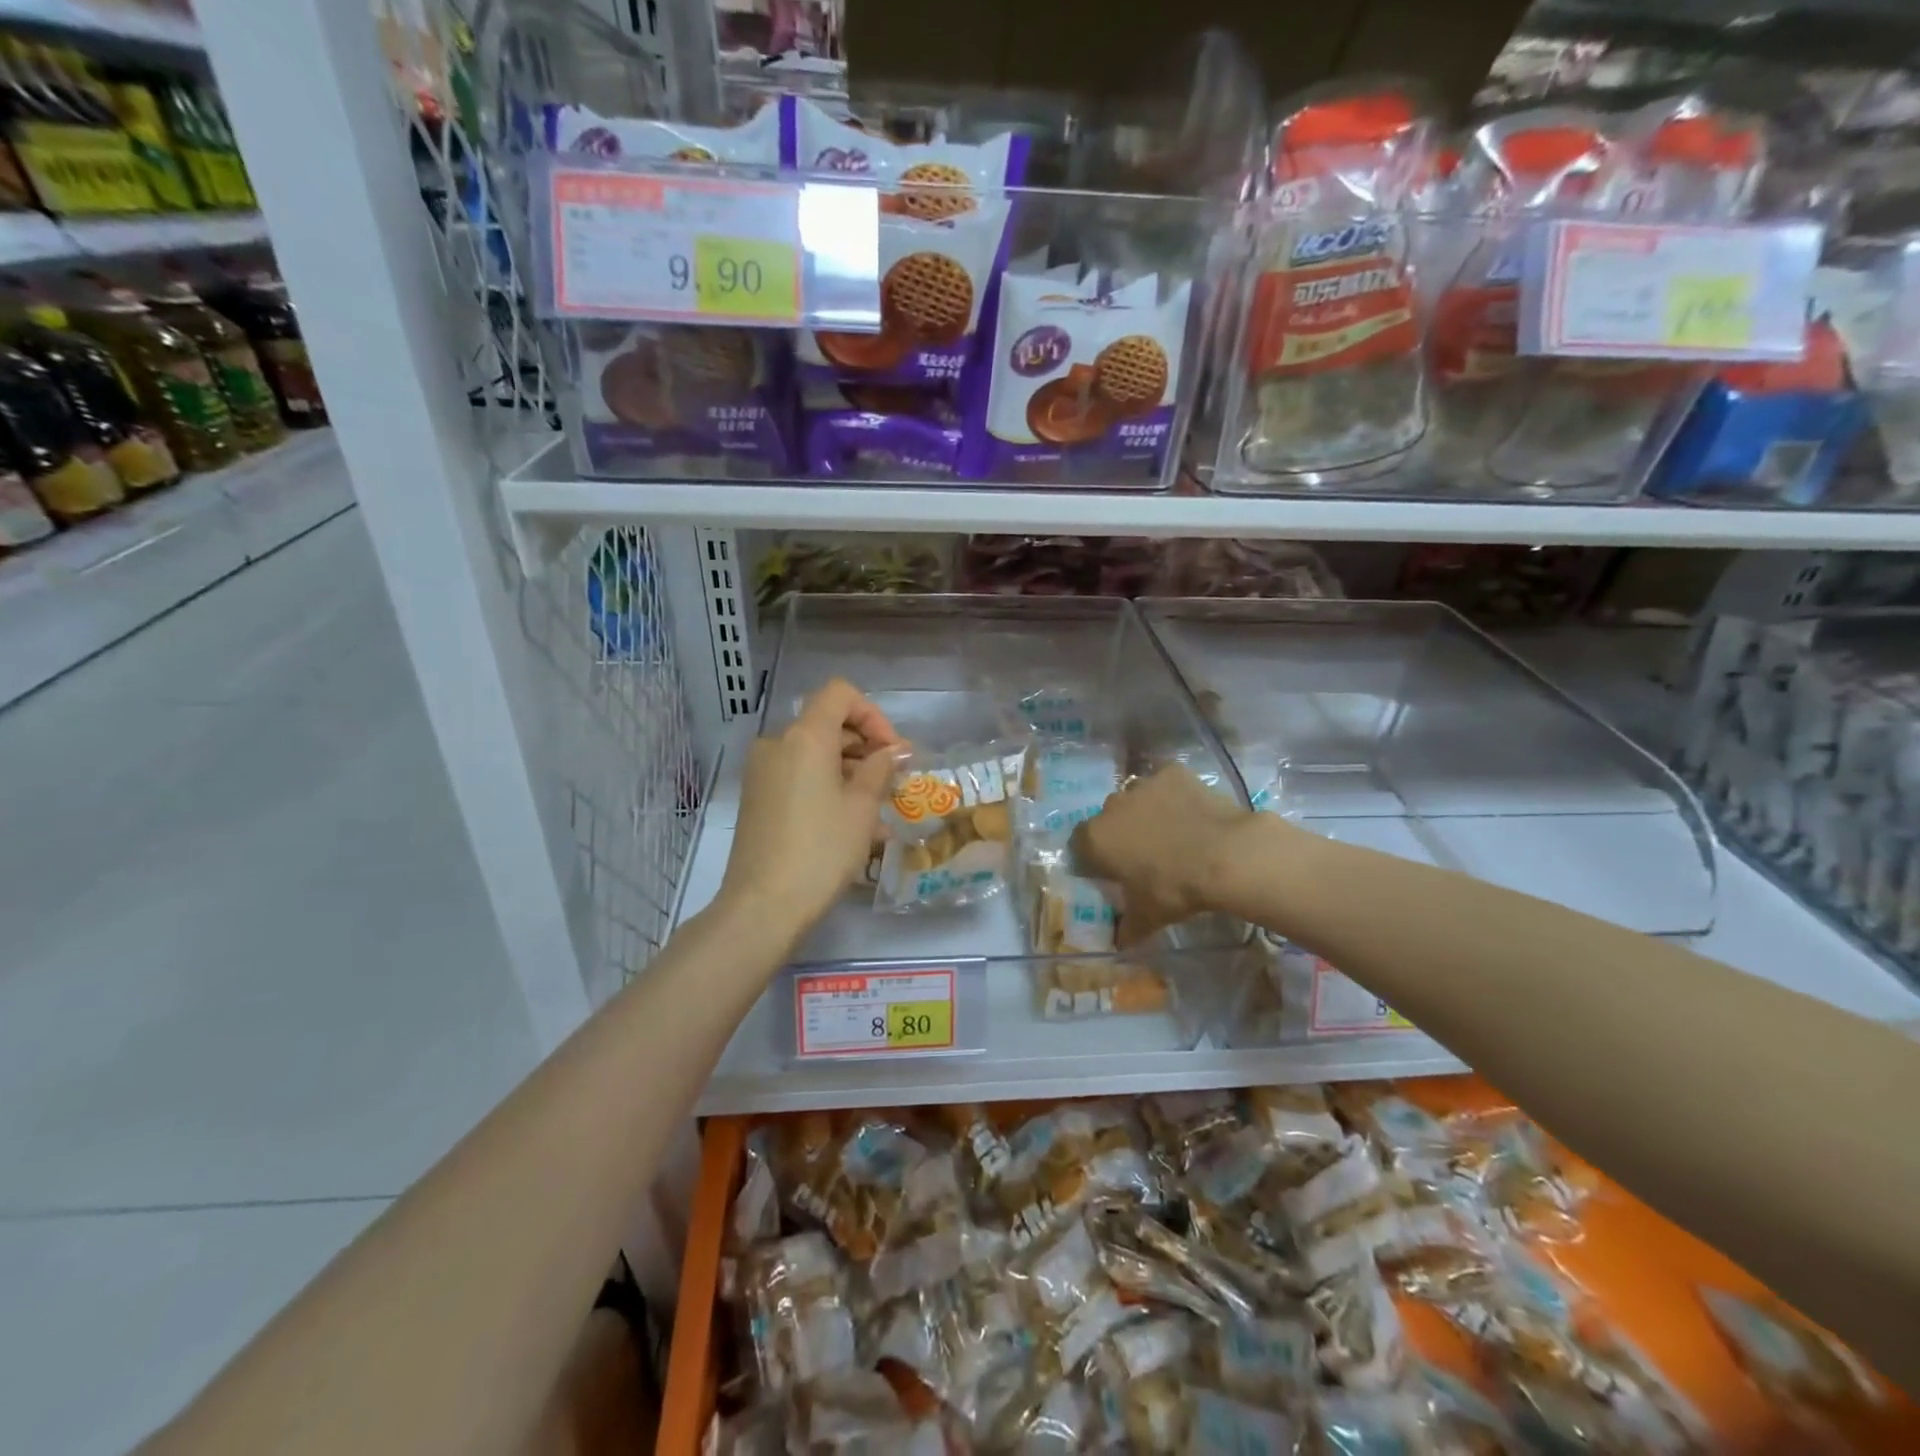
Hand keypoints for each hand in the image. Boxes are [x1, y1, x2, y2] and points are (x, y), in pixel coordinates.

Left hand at [719, 679, 904, 948]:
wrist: (763, 906)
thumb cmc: (822, 850)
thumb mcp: (861, 807)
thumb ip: (881, 768)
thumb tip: (897, 750)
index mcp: (804, 737)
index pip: (840, 694)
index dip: (872, 715)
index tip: (892, 751)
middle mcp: (777, 744)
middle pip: (827, 724)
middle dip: (865, 746)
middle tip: (893, 781)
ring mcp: (762, 771)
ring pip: (814, 754)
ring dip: (849, 771)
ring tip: (878, 810)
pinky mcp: (757, 797)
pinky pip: (798, 777)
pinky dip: (826, 786)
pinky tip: (851, 823)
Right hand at [1071, 765, 1254, 945]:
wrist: (1225, 855)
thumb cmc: (1174, 888)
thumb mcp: (1148, 917)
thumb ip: (1127, 928)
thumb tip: (1119, 944)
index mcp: (1096, 838)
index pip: (1080, 845)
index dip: (1094, 858)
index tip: (1111, 872)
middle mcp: (1112, 805)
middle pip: (1108, 818)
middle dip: (1121, 832)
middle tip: (1143, 855)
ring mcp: (1144, 784)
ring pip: (1137, 797)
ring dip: (1146, 811)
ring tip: (1171, 833)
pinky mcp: (1174, 772)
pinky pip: (1167, 784)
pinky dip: (1175, 796)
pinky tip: (1192, 814)